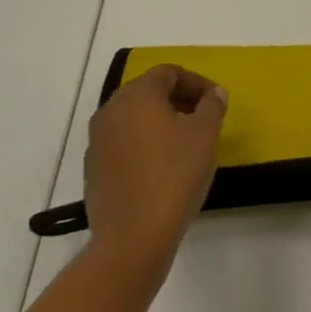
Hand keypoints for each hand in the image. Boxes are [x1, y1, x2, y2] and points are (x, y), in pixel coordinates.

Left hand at [84, 65, 226, 269]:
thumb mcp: (205, 134)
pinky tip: (163, 167)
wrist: (132, 239)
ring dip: (161, 122)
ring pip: (134, 118)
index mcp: (137, 95)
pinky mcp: (93, 170)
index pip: (169, 73)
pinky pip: (123, 144)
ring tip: (186, 143)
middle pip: (149, 92)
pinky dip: (144, 144)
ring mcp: (97, 142)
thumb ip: (212, 106)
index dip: (197, 82)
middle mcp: (110, 110)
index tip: (216, 101)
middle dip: (179, 100)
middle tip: (204, 118)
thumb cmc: (174, 176)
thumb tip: (214, 93)